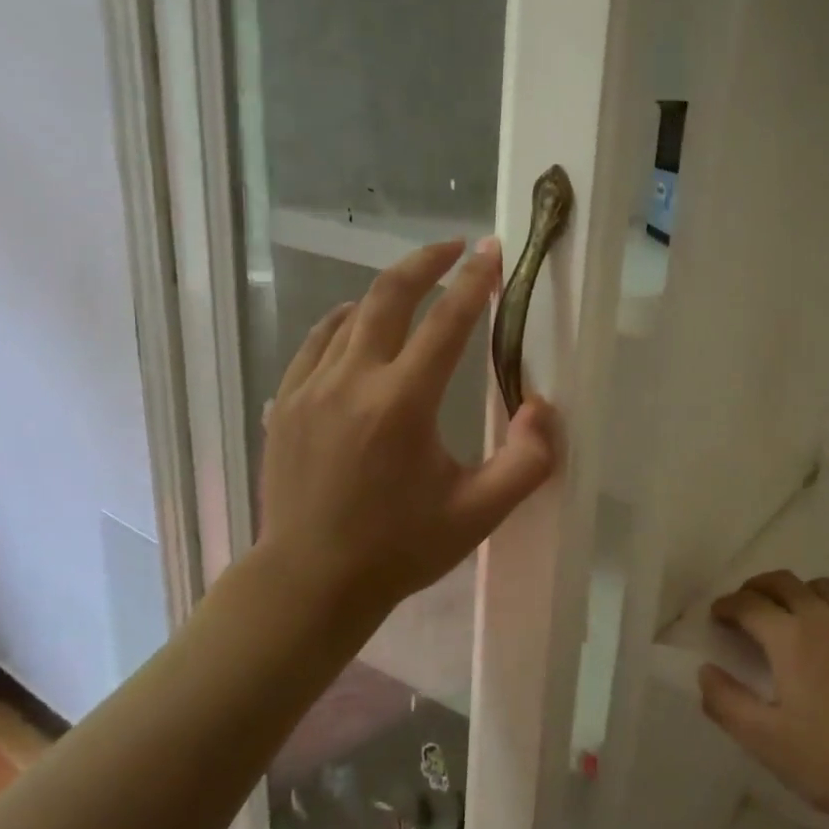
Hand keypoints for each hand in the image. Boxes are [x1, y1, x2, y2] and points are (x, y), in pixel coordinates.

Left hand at [256, 237, 556, 615]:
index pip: (446, 323)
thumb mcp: (479, 513)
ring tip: (413, 290)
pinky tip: (357, 330)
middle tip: (453, 247)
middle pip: (387, 296)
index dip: (474, 282)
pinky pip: (317, 343)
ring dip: (385, 293)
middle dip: (425, 262)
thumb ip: (528, 461)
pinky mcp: (287, 405)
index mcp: (402, 404)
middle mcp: (351, 382)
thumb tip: (542, 407)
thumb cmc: (400, 548)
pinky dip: (345, 323)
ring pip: (348, 315)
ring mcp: (309, 390)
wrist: (310, 582)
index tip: (492, 252)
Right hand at [700, 571, 828, 828]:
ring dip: (799, 591)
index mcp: (791, 638)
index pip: (750, 604)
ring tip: (789, 614)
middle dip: (758, 588)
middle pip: (786, 583)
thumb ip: (726, 703)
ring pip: (826, 588)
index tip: (716, 616)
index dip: (727, 605)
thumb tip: (705, 671)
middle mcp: (827, 620)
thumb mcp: (766, 741)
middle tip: (744, 606)